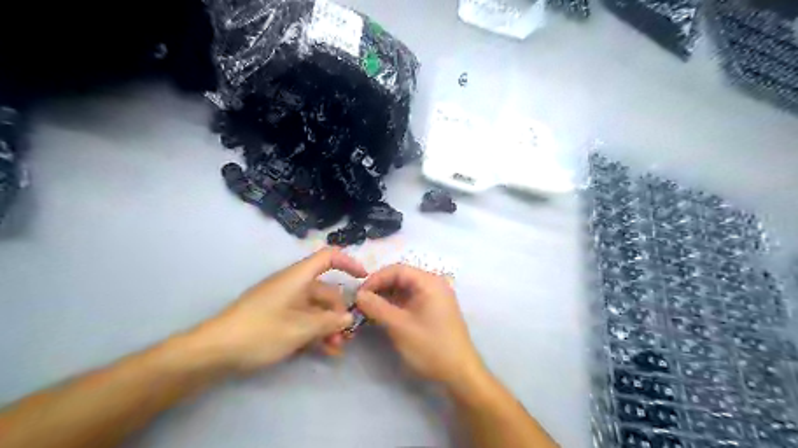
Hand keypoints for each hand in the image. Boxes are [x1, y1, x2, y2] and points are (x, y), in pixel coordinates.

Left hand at [185, 250, 364, 372]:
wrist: (214, 351)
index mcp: (298, 277)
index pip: (328, 257)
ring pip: (315, 309)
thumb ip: (328, 322)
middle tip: (347, 336)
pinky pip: (302, 319)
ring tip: (336, 349)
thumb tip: (348, 318)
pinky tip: (322, 351)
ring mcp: (284, 302)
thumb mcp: (300, 328)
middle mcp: (293, 285)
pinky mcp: (276, 317)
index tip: (364, 278)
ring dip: (328, 326)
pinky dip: (314, 332)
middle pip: (325, 290)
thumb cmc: (260, 331)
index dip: (348, 262)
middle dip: (339, 312)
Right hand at [357, 265, 482, 387]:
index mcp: (429, 282)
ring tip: (367, 310)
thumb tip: (358, 295)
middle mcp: (433, 284)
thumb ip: (377, 307)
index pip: (397, 270)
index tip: (359, 294)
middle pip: (400, 277)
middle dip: (379, 288)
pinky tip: (381, 315)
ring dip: (385, 297)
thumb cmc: (431, 346)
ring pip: (403, 289)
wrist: (460, 372)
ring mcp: (434, 297)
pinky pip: (410, 300)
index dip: (375, 279)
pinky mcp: (432, 309)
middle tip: (360, 303)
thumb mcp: (400, 326)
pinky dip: (394, 305)